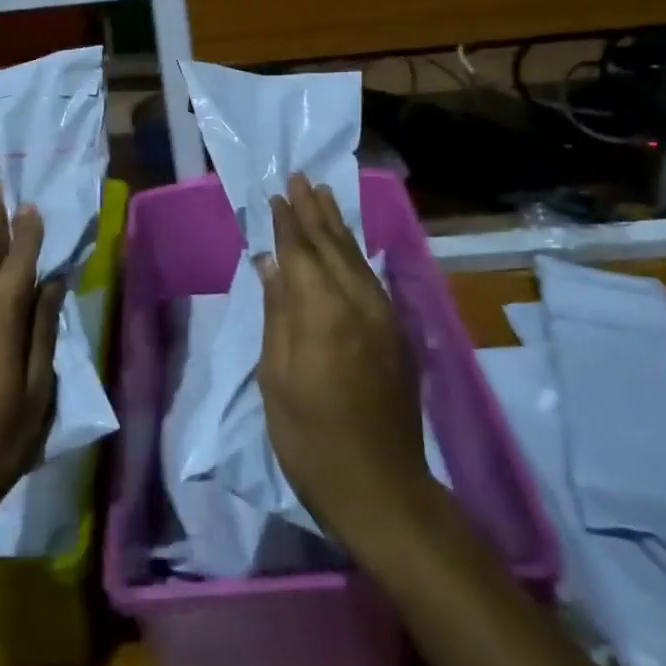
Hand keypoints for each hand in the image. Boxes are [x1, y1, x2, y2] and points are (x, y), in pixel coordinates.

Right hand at [256, 174, 444, 557]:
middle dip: (314, 210)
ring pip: (356, 257)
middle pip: (332, 245)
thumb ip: (277, 313)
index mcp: (322, 312)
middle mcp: (358, 302)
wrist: (382, 488)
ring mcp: (383, 316)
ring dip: (337, 224)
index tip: (277, 194)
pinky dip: (355, 253)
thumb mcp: (277, 377)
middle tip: (301, 177)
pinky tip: (347, 245)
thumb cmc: (311, 437)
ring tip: (323, 195)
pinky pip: (371, 277)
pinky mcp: (396, 333)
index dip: (287, 222)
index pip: (301, 252)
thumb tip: (269, 263)